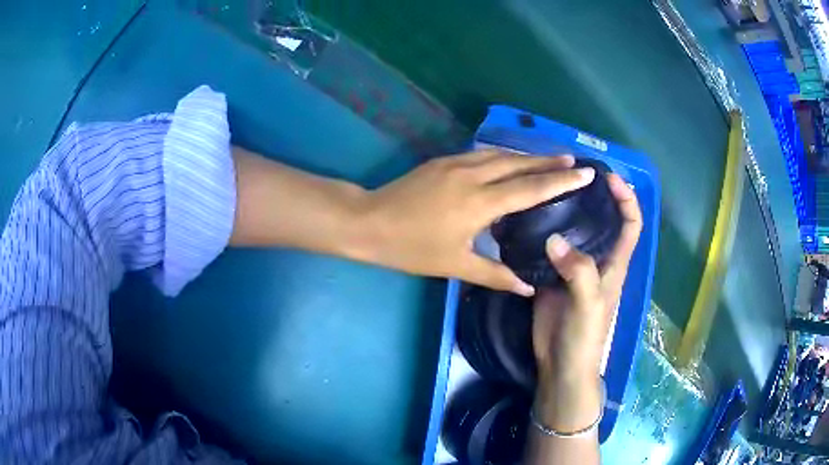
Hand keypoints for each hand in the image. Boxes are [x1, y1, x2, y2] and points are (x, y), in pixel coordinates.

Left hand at [360, 149, 595, 295]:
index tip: (585, 172)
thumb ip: (495, 275)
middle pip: (519, 163)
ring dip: (527, 156)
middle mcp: (473, 175)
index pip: (530, 188)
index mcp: (480, 203)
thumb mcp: (455, 265)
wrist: (369, 223)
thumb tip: (527, 287)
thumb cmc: (411, 248)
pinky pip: (483, 154)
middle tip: (574, 160)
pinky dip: (504, 156)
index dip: (560, 181)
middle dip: (549, 161)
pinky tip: (511, 161)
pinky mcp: (443, 161)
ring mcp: (456, 163)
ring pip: (501, 154)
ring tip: (550, 159)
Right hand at [531, 174, 641, 430]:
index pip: (630, 224)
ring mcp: (573, 268)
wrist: (561, 364)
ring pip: (573, 232)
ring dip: (564, 212)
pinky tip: (526, 222)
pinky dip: (540, 234)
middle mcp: (597, 260)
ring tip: (544, 192)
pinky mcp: (552, 277)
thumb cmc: (585, 338)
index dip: (626, 199)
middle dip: (592, 197)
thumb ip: (578, 272)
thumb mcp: (588, 305)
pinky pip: (548, 249)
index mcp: (615, 263)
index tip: (609, 178)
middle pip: (601, 221)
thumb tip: (553, 239)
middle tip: (569, 176)